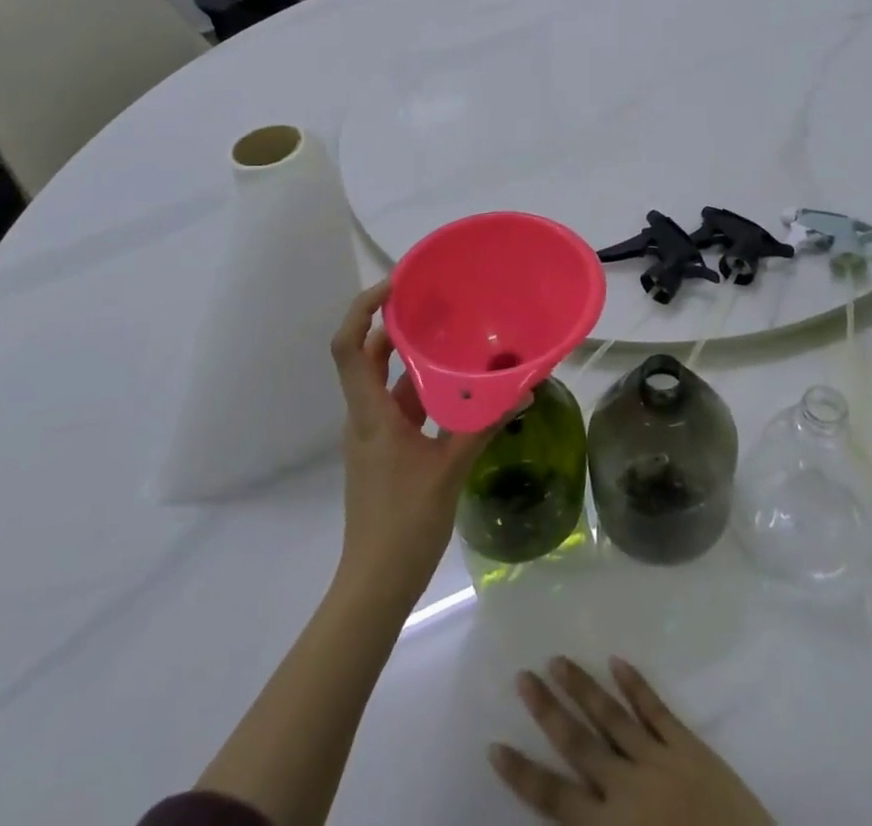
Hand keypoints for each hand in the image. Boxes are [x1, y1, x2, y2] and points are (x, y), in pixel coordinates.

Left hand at [330, 282, 489, 605]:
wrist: (374, 585)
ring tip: (450, 336)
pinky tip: (455, 389)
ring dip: (411, 359)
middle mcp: (363, 417)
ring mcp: (371, 435)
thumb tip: (524, 389)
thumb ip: (485, 426)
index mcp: (370, 414)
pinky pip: (399, 406)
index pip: (347, 347)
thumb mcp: (450, 470)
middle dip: (393, 325)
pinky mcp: (383, 452)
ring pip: (385, 383)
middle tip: (432, 301)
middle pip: (366, 357)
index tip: (395, 285)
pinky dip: (421, 390)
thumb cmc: (405, 523)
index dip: (362, 309)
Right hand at [489, 657, 773, 824]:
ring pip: (610, 716)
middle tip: (524, 676)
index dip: (524, 773)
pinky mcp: (686, 745)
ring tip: (558, 659)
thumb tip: (563, 819)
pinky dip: (635, 684)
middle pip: (578, 744)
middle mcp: (626, 788)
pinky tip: (617, 661)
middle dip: (548, 710)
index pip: (555, 799)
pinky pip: (655, 709)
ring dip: (583, 687)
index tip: (496, 746)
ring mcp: (657, 759)